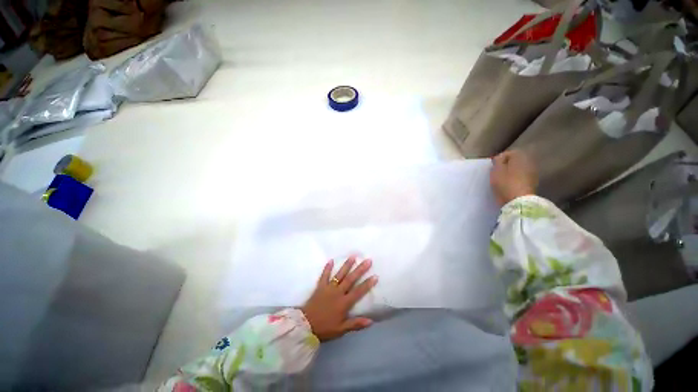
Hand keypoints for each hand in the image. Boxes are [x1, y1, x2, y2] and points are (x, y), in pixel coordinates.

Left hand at [301, 257, 378, 340]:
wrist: (305, 325)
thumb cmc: (325, 328)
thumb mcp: (341, 329)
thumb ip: (356, 324)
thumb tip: (371, 321)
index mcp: (344, 303)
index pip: (358, 291)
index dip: (367, 284)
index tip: (375, 276)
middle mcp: (338, 292)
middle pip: (351, 279)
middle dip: (360, 269)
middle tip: (367, 260)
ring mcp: (329, 288)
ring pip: (340, 274)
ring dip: (347, 265)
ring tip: (353, 256)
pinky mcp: (320, 286)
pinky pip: (324, 275)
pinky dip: (327, 268)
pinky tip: (331, 260)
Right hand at [490, 150, 537, 206]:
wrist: (519, 201)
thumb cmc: (505, 184)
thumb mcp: (496, 171)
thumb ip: (497, 161)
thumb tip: (500, 157)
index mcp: (520, 156)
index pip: (508, 153)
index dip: (499, 159)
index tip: (492, 167)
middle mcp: (529, 162)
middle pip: (515, 161)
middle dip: (506, 165)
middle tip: (496, 173)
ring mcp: (533, 172)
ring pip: (518, 169)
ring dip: (511, 172)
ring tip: (502, 179)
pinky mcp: (533, 182)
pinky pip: (522, 176)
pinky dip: (516, 178)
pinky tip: (509, 184)